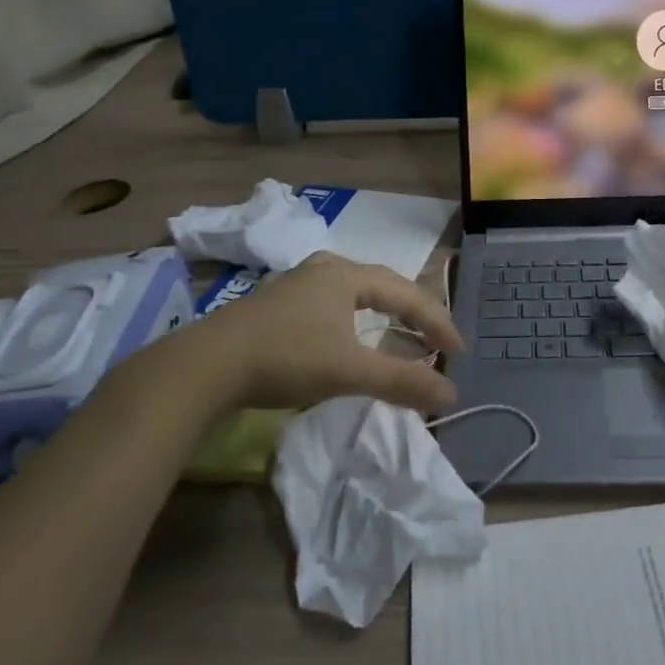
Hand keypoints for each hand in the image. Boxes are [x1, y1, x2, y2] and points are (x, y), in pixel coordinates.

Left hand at [184, 253, 461, 412]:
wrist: (206, 365)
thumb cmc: (286, 357)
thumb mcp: (349, 370)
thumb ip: (401, 381)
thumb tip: (450, 395)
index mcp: (346, 274)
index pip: (406, 293)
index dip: (436, 321)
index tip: (458, 351)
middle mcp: (325, 269)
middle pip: (383, 286)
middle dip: (414, 314)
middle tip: (437, 341)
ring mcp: (299, 284)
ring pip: (357, 295)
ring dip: (385, 317)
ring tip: (404, 338)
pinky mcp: (279, 305)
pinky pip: (335, 306)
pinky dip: (358, 322)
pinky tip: (354, 339)